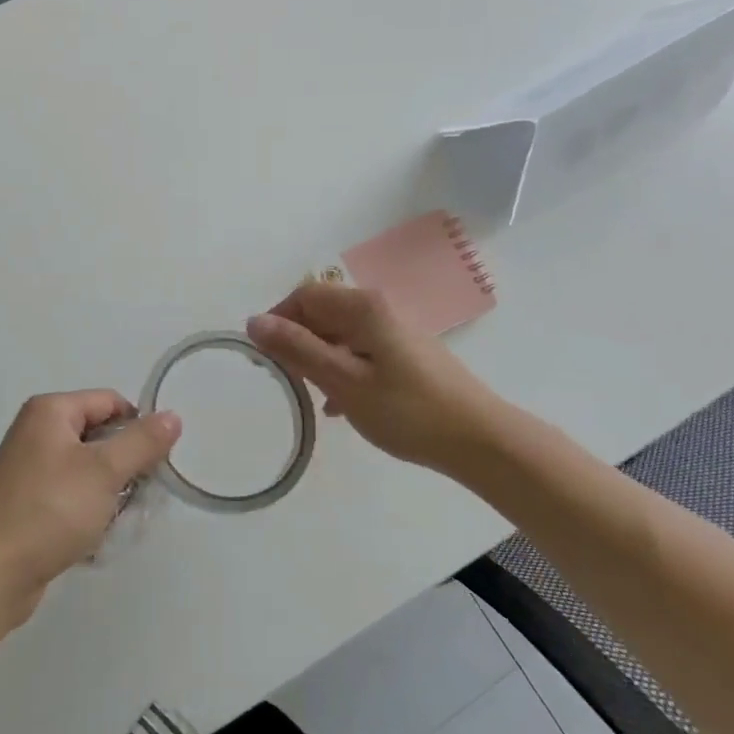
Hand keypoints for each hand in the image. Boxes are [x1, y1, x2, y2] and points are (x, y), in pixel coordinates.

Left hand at [0, 392, 180, 626]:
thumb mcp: (104, 471)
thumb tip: (173, 416)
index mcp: (50, 412)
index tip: (156, 462)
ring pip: (88, 471)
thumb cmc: (49, 510)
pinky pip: (71, 498)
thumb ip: (142, 442)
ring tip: (118, 520)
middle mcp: (36, 433)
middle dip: (125, 466)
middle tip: (142, 495)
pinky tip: (94, 538)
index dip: (138, 427)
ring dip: (109, 494)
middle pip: (99, 436)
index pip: (110, 402)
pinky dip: (88, 513)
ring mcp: (29, 470)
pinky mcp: (28, 505)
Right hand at [246, 282, 497, 474]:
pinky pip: (360, 351)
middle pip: (323, 311)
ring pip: (340, 334)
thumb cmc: (406, 409)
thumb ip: (298, 349)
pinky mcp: (406, 355)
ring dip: (318, 357)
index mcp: (363, 307)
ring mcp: (395, 332)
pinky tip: (339, 405)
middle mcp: (379, 309)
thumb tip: (254, 321)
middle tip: (285, 377)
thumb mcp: (343, 380)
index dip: (278, 319)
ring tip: (309, 393)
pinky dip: (342, 370)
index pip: (305, 295)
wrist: (478, 439)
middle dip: (297, 339)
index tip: (265, 355)